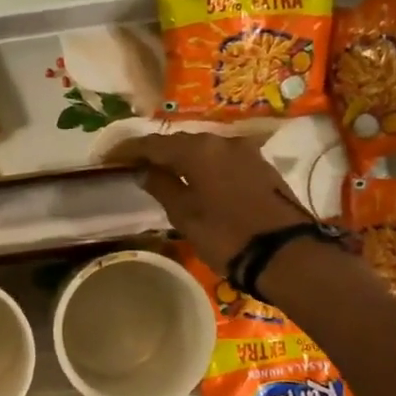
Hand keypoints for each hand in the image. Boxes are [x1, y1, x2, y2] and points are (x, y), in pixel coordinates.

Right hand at [111, 132, 310, 272]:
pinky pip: (221, 159)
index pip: (154, 144)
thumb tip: (143, 171)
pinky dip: (203, 165)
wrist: (286, 254)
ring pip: (203, 149)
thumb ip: (162, 187)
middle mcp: (222, 141)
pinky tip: (194, 178)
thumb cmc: (227, 236)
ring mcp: (245, 152)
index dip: (129, 150)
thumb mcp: (185, 215)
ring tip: (161, 171)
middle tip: (133, 163)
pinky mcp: (261, 167)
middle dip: (155, 151)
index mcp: (199, 150)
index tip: (109, 157)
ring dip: (181, 158)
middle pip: (180, 142)